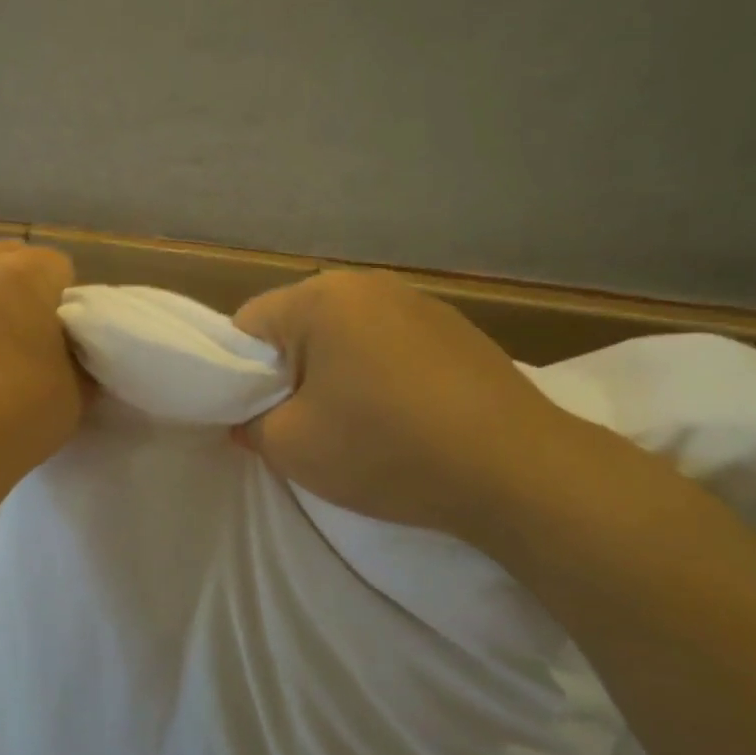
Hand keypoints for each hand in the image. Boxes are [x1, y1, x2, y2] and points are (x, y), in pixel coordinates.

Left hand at [0, 241, 85, 498]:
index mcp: (23, 276)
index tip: (58, 338)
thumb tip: (65, 348)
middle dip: (17, 288)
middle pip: (4, 258)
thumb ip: (76, 355)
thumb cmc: (16, 420)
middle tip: (19, 339)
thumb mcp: (77, 392)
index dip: (62, 301)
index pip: (56, 267)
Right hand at [233, 269, 586, 537]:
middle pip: (296, 327)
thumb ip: (250, 425)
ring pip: (343, 336)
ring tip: (356, 424)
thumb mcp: (292, 448)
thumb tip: (250, 418)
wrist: (517, 470)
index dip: (237, 375)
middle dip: (288, 374)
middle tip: (301, 426)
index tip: (256, 417)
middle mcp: (366, 284)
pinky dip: (378, 375)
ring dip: (334, 374)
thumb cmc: (387, 449)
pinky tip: (402, 417)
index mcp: (319, 298)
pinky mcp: (454, 327)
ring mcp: (417, 301)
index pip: (246, 326)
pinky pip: (388, 344)